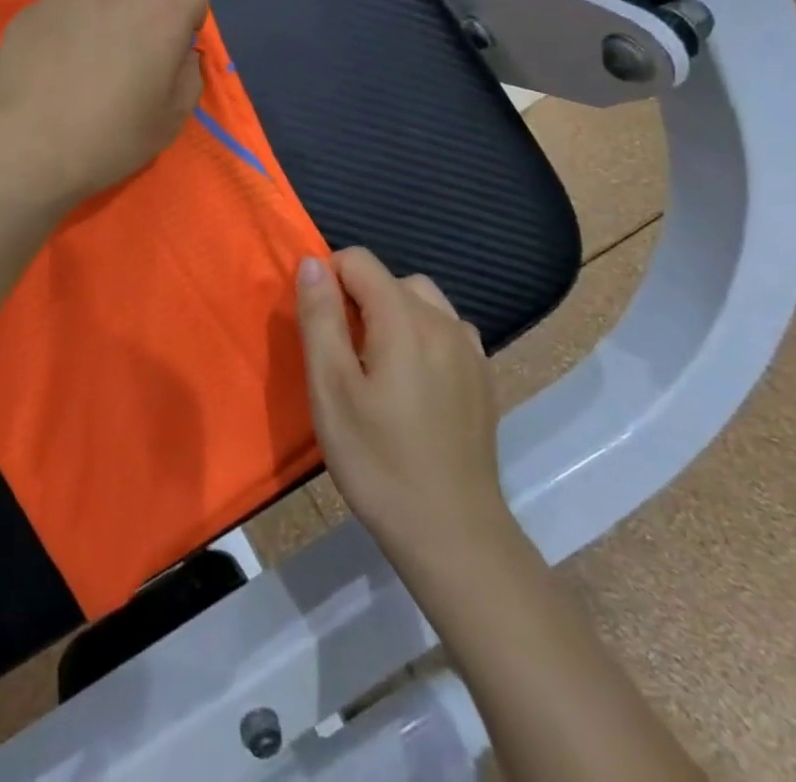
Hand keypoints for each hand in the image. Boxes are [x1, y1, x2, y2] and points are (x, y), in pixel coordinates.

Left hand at [0, 0, 209, 207]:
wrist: (31, 148)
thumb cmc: (111, 139)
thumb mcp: (171, 120)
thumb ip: (188, 75)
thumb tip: (182, 52)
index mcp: (159, 17)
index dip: (191, 14)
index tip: (179, 39)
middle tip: (136, 17)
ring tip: (93, 30)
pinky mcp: (30, 11)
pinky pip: (57, 0)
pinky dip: (65, 17)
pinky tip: (56, 54)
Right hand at [297, 249, 512, 588]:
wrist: (452, 534)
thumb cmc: (377, 460)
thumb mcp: (330, 388)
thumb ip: (320, 317)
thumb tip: (312, 263)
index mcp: (405, 319)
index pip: (359, 260)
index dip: (329, 280)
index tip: (320, 328)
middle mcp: (444, 322)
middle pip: (390, 279)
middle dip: (358, 298)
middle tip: (342, 355)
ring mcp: (470, 350)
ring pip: (421, 301)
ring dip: (391, 314)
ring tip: (376, 366)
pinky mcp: (484, 377)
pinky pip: (445, 330)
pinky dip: (421, 335)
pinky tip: (412, 382)